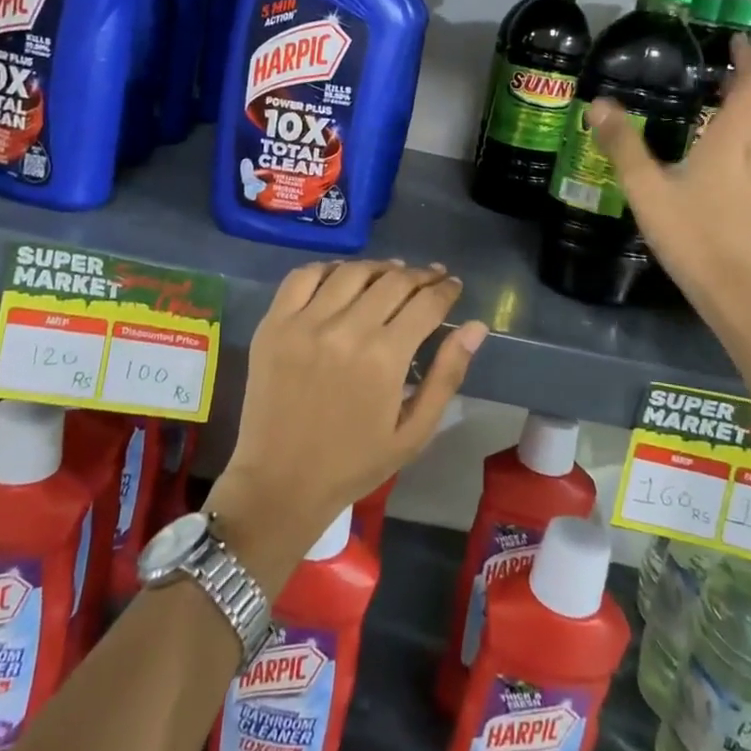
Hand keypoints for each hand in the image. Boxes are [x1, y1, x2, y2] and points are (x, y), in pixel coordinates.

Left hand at [211, 261, 485, 565]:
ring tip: (393, 273)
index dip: (446, 290)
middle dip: (421, 276)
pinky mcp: (274, 324)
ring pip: (352, 272)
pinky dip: (328, 268)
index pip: (426, 303)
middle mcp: (345, 330)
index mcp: (384, 358)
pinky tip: (343, 276)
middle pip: (393, 281)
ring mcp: (304, 323)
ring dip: (380, 268)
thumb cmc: (354, 463)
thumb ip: (447, 375)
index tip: (453, 285)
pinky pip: (303, 277)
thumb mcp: (413, 432)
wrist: (280, 483)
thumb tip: (477, 327)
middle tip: (431, 278)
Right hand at [589, 34, 750, 323]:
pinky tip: (744, 184)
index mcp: (734, 137)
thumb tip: (599, 104)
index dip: (750, 56)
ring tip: (733, 130)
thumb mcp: (646, 190)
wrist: (743, 296)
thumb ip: (623, 145)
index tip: (737, 43)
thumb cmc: (692, 236)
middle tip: (733, 83)